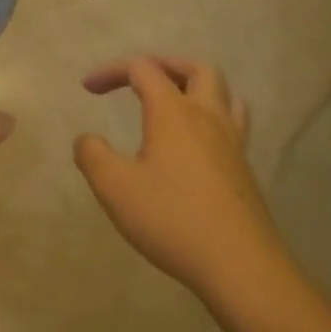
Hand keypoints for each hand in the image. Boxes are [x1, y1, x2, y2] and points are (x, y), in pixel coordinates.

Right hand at [73, 56, 287, 300]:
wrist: (240, 265)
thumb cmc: (172, 219)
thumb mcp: (115, 187)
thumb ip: (92, 155)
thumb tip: (87, 139)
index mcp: (173, 112)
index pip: (143, 69)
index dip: (112, 71)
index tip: (88, 89)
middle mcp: (207, 117)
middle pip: (196, 69)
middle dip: (164, 65)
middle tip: (139, 81)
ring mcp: (232, 143)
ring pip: (224, 94)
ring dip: (195, 87)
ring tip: (173, 104)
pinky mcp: (244, 170)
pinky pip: (232, 124)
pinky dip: (210, 117)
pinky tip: (195, 144)